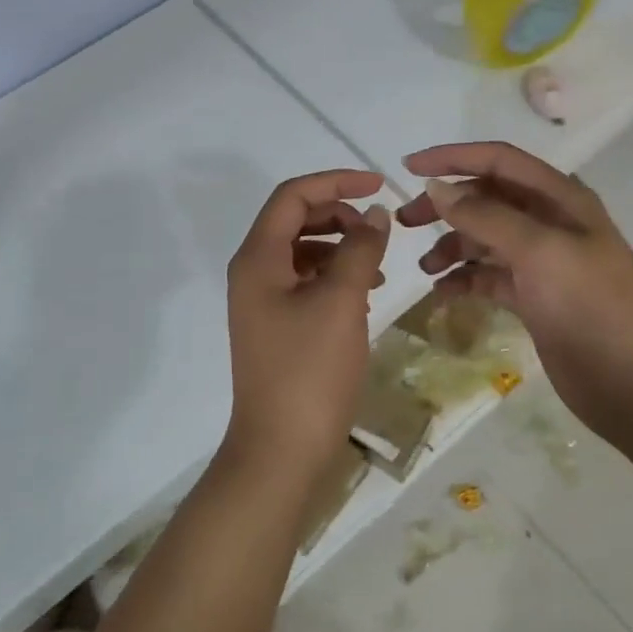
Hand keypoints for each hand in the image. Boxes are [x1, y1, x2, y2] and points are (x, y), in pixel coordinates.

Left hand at [224, 169, 390, 481]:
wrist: (281, 450)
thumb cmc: (310, 371)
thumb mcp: (342, 301)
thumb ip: (360, 249)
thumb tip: (374, 213)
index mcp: (258, 258)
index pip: (293, 196)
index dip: (335, 181)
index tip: (379, 185)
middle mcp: (253, 272)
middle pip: (295, 220)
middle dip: (339, 214)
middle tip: (379, 229)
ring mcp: (262, 301)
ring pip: (303, 251)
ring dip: (340, 247)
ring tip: (379, 266)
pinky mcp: (276, 326)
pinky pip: (306, 282)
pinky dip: (335, 276)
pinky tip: (365, 292)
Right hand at [395, 141, 632, 444]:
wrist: (630, 382)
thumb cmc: (589, 305)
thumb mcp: (538, 251)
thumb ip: (485, 216)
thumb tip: (436, 188)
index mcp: (559, 198)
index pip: (498, 161)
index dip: (453, 158)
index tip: (408, 168)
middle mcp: (549, 222)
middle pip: (486, 199)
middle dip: (445, 206)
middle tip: (404, 223)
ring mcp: (541, 261)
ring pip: (484, 239)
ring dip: (451, 246)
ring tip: (425, 269)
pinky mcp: (532, 297)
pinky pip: (488, 276)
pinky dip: (464, 279)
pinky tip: (443, 292)